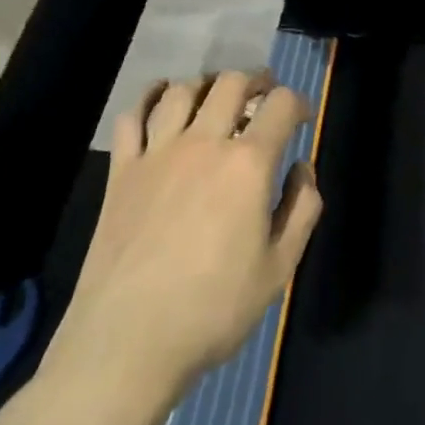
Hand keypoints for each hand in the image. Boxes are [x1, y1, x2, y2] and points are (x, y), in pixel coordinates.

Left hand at [45, 72, 321, 399]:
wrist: (127, 343)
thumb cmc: (213, 310)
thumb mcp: (279, 269)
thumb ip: (302, 209)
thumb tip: (301, 168)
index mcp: (248, 165)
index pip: (282, 105)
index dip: (299, 103)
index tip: (302, 119)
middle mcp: (204, 143)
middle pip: (232, 83)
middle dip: (256, 81)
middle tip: (263, 98)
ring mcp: (157, 153)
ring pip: (183, 90)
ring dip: (207, 85)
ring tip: (215, 98)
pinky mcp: (122, 171)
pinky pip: (132, 116)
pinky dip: (149, 98)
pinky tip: (160, 100)